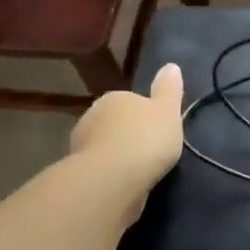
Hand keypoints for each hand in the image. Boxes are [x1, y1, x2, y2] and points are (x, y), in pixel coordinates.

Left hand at [70, 63, 185, 189]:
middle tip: (149, 150)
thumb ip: (169, 89)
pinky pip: (98, 169)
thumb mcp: (168, 110)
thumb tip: (171, 66)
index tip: (157, 129)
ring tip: (138, 171)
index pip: (130, 101)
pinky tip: (123, 184)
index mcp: (113, 98)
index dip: (145, 115)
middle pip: (114, 123)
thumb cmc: (145, 138)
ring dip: (116, 156)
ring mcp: (80, 146)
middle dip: (127, 134)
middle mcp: (91, 116)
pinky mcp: (78, 173)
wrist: (111, 180)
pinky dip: (109, 174)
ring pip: (104, 147)